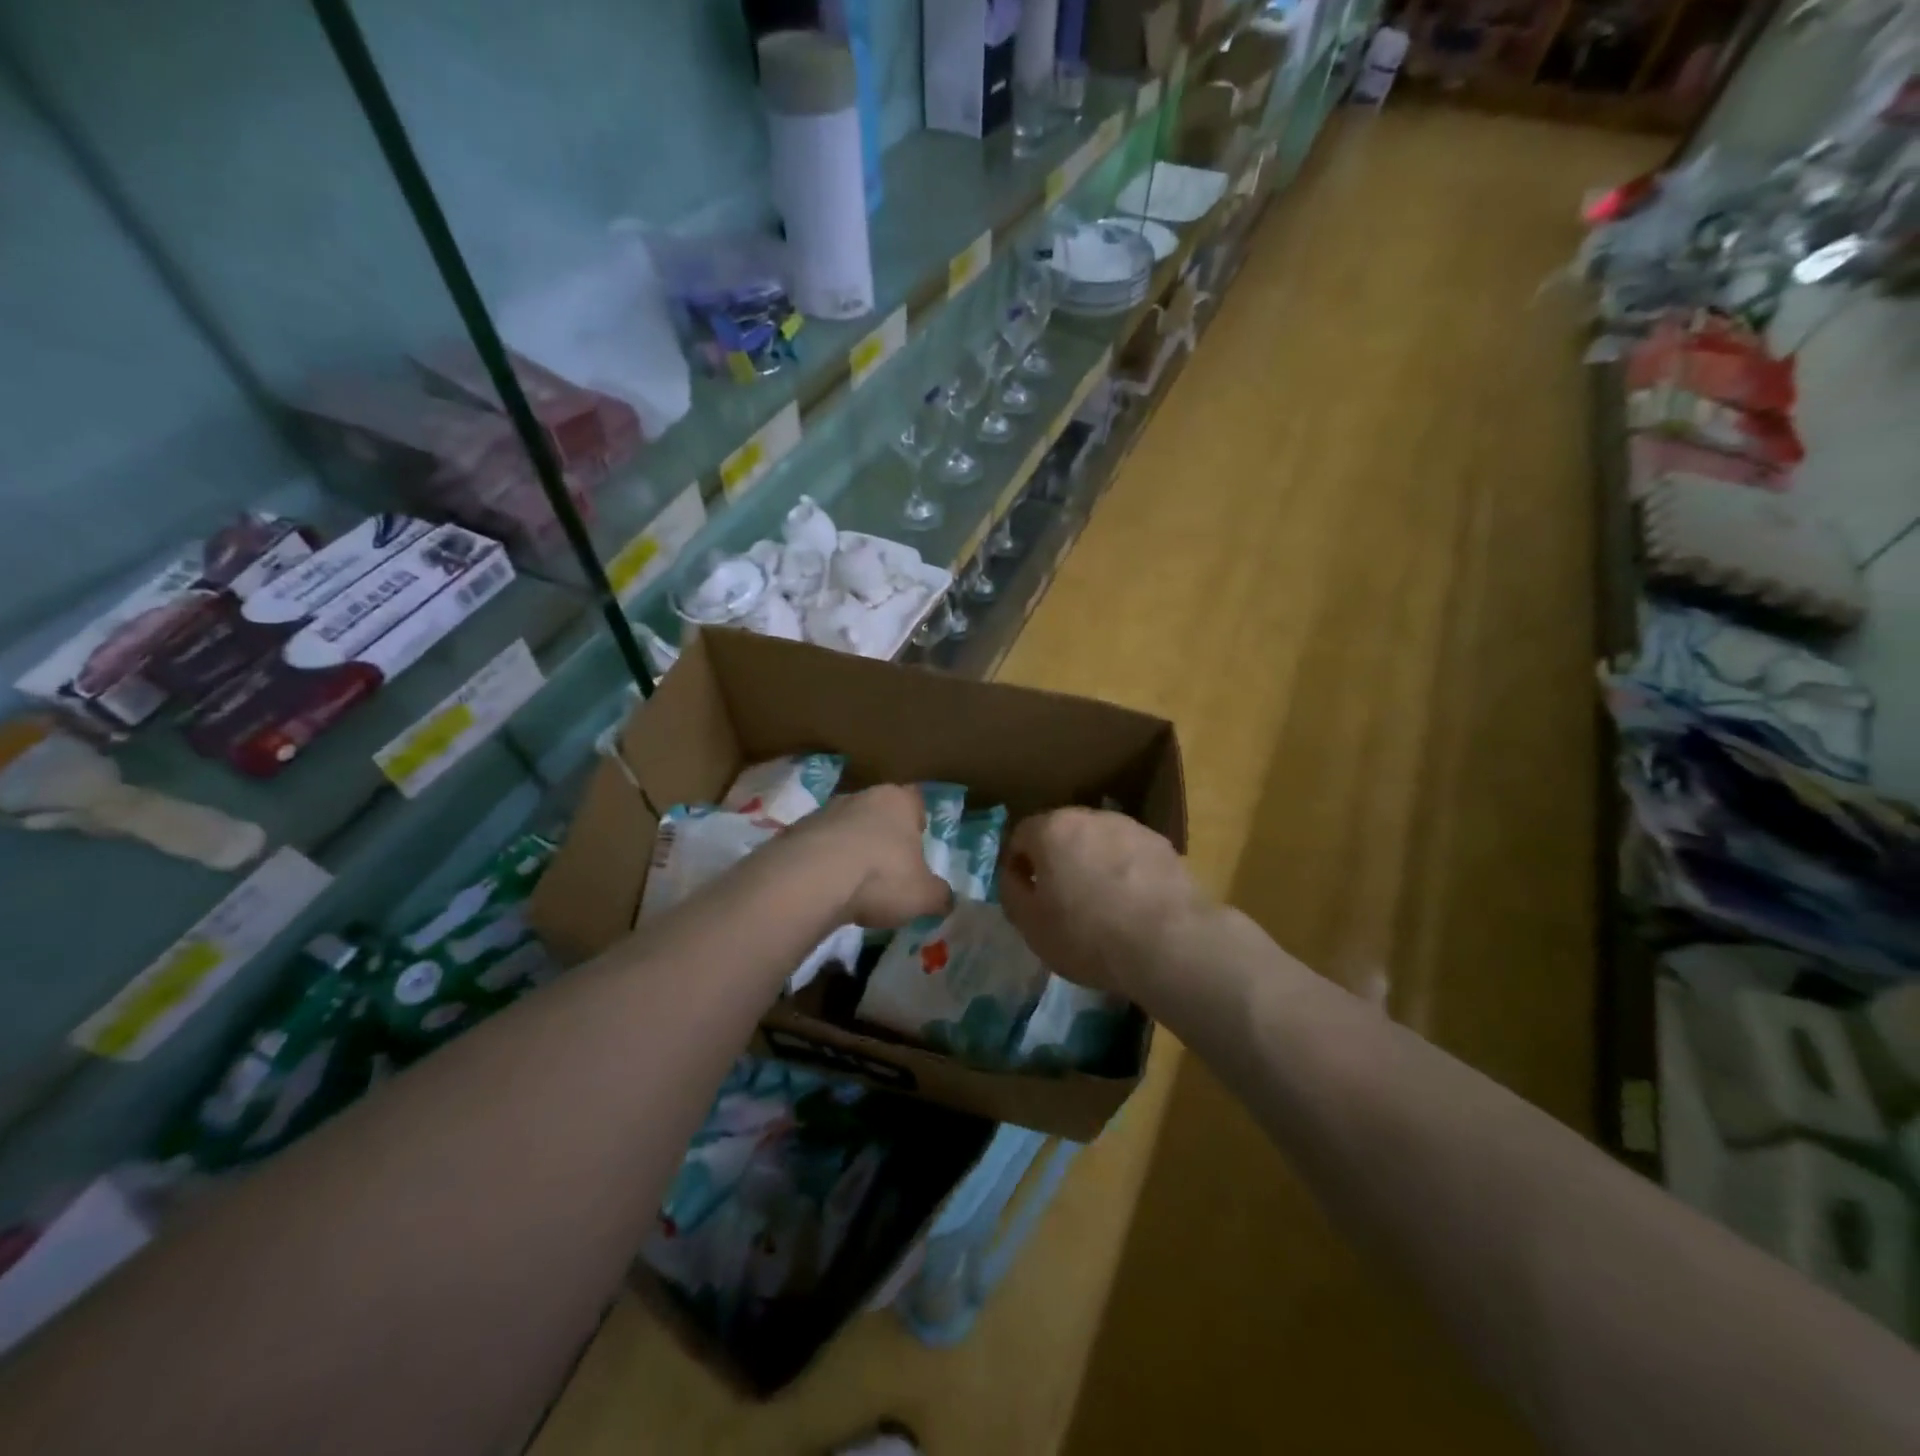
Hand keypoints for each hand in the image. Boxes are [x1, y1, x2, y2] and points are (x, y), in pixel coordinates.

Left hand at [778, 784, 951, 929]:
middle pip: (878, 813)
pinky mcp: (793, 833)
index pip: (915, 801)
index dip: (918, 823)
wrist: (810, 881)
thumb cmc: (881, 877)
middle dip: (882, 836)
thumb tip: (945, 899)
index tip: (917, 847)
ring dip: (850, 849)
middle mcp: (861, 797)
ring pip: (845, 827)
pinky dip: (823, 864)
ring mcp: (823, 812)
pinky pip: (817, 846)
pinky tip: (826, 890)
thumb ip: (939, 895)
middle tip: (888, 870)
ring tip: (853, 885)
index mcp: (898, 801)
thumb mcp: (924, 896)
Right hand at [999, 808, 1203, 1000]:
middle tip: (1061, 901)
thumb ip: (1012, 892)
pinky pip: (1130, 856)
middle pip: (1062, 834)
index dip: (1018, 866)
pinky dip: (1125, 874)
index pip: (1021, 836)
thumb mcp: (1031, 925)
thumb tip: (1014, 875)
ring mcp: (1131, 828)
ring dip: (1093, 865)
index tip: (1026, 896)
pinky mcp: (1163, 846)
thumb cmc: (1087, 935)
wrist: (1170, 942)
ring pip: (1099, 843)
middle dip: (1057, 861)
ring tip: (1101, 906)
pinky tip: (1133, 907)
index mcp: (1052, 829)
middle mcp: (1090, 816)